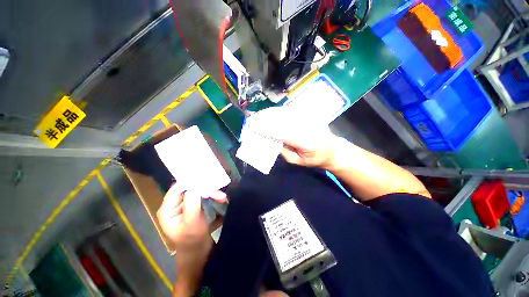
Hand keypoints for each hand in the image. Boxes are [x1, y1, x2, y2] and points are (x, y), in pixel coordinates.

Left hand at [157, 183, 226, 293]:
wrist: (199, 255)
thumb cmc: (193, 242)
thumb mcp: (192, 223)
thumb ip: (192, 204)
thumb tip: (195, 186)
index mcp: (168, 209)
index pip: (178, 188)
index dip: (191, 182)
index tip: (207, 180)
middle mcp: (175, 204)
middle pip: (189, 189)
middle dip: (205, 189)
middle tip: (219, 194)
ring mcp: (185, 205)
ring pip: (198, 192)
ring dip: (211, 193)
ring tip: (223, 198)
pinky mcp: (194, 207)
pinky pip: (203, 196)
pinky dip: (213, 197)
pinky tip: (221, 200)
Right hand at [247, 107, 337, 168]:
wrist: (332, 149)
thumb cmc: (314, 159)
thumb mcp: (297, 161)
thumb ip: (283, 150)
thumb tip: (269, 139)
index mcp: (308, 142)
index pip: (285, 133)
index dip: (268, 129)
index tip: (253, 127)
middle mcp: (310, 126)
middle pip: (284, 119)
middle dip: (266, 119)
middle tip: (252, 120)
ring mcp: (310, 118)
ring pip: (286, 113)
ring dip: (270, 113)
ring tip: (258, 116)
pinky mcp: (309, 114)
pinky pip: (291, 110)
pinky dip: (278, 111)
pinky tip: (269, 113)